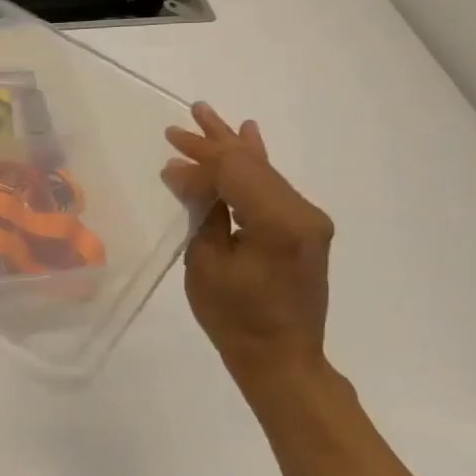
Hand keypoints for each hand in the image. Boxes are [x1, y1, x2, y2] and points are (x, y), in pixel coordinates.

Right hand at [161, 103, 334, 393]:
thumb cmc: (235, 317)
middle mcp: (302, 213)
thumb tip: (182, 172)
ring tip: (207, 116)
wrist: (281, 359)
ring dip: (231, 148)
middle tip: (181, 123)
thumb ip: (201, 210)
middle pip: (250, 165)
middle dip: (213, 143)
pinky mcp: (304, 229)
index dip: (198, 162)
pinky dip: (254, 165)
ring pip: (262, 171)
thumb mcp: (205, 262)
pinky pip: (273, 187)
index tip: (167, 157)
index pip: (233, 173)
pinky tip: (251, 137)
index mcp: (278, 222)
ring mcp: (308, 220)